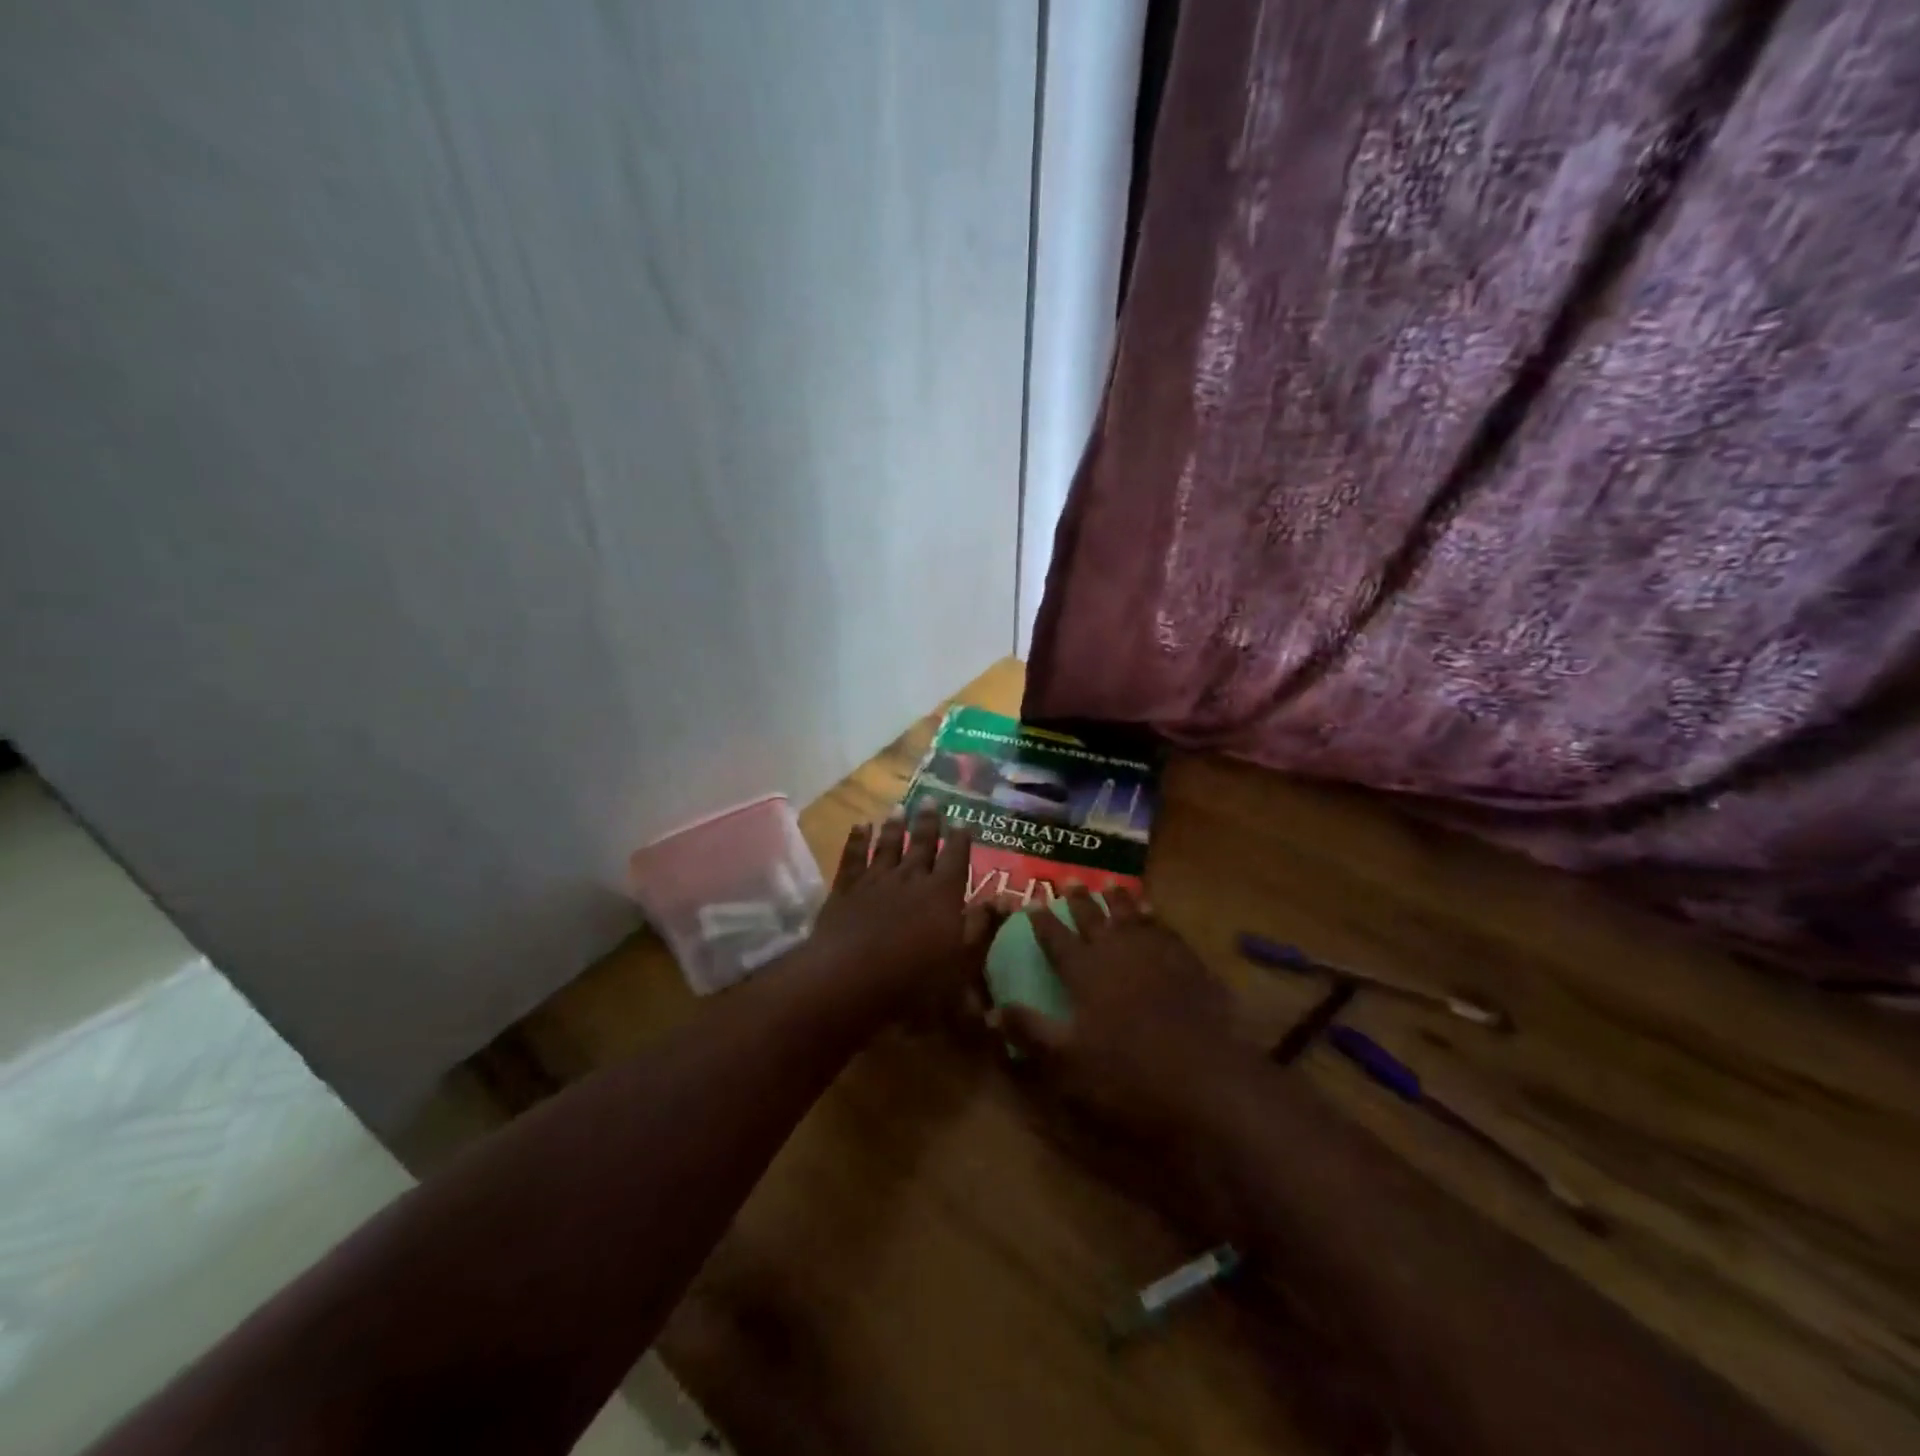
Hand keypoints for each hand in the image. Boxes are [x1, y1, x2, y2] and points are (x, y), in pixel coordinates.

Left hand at [810, 804, 1000, 1020]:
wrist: (849, 978)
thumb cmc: (914, 979)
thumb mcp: (961, 962)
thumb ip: (982, 927)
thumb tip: (1005, 900)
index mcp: (942, 894)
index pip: (955, 858)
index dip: (960, 839)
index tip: (963, 820)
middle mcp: (910, 878)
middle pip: (921, 844)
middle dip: (928, 822)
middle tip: (930, 799)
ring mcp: (875, 881)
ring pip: (887, 845)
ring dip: (894, 826)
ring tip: (899, 808)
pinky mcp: (845, 890)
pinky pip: (853, 857)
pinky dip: (857, 839)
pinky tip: (860, 825)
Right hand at [994, 886, 1256, 1141]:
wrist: (1206, 1078)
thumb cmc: (1128, 1073)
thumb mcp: (1068, 1061)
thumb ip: (1031, 1031)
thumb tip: (993, 1010)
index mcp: (1085, 971)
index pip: (1056, 938)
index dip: (1042, 920)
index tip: (1031, 902)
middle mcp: (1117, 951)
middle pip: (1093, 918)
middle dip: (1079, 900)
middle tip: (1070, 881)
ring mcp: (1157, 953)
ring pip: (1131, 915)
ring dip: (1119, 900)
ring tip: (1111, 885)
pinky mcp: (1189, 962)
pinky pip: (1165, 929)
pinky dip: (1155, 918)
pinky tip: (1154, 915)